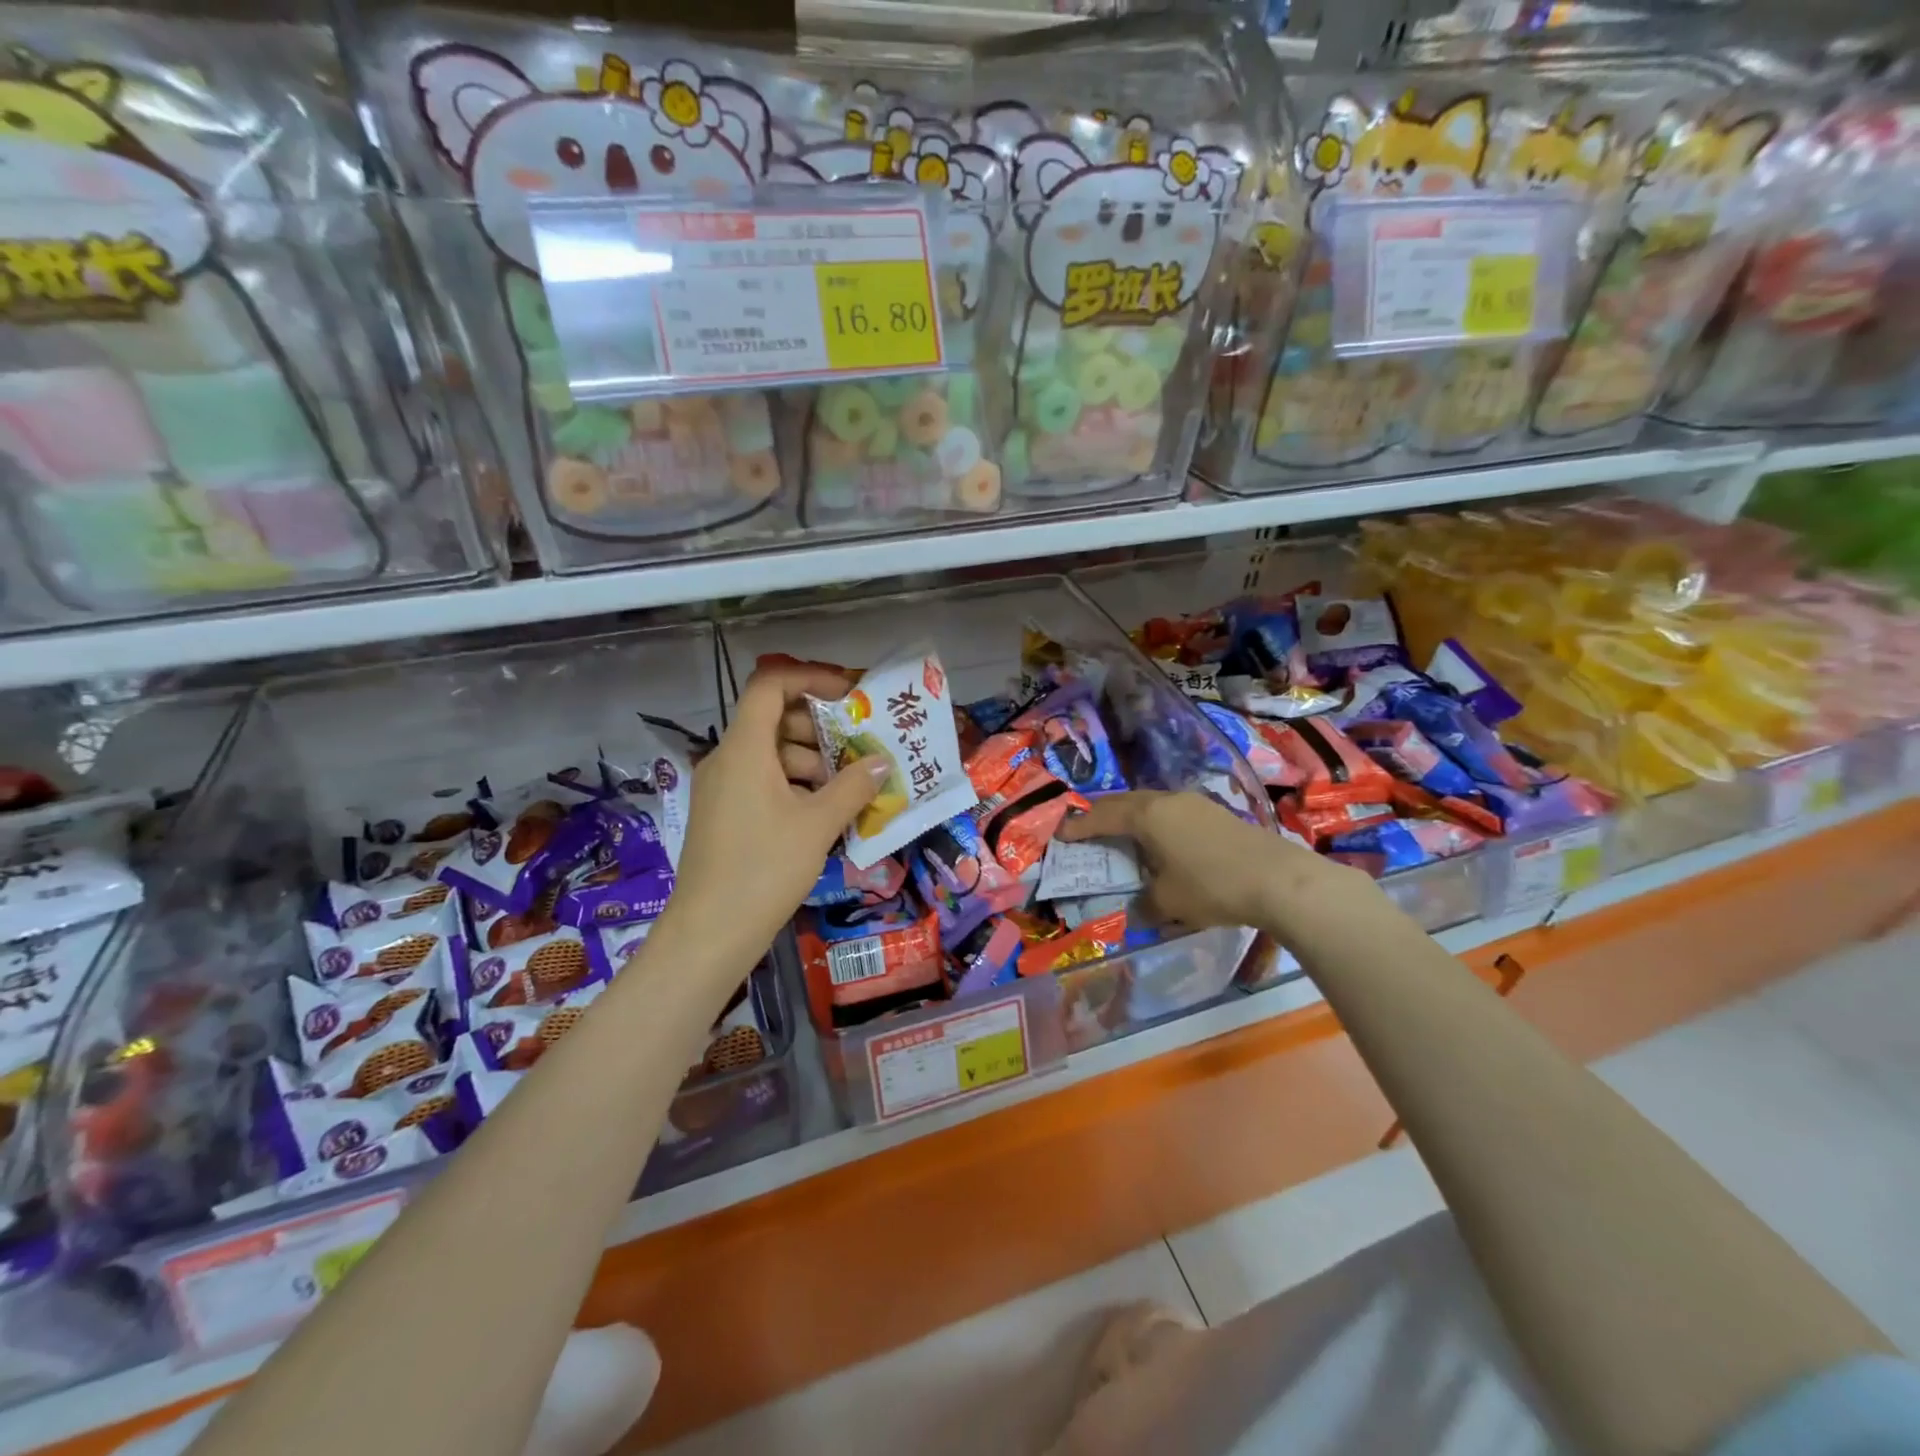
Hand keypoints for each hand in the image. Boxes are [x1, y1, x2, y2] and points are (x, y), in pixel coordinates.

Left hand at [656, 664, 882, 973]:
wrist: (709, 934)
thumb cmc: (764, 869)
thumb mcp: (817, 825)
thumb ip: (853, 786)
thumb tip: (881, 763)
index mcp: (744, 749)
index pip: (771, 685)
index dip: (810, 678)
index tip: (850, 694)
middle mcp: (727, 759)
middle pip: (775, 719)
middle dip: (821, 728)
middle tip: (862, 746)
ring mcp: (722, 788)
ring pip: (772, 754)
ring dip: (813, 761)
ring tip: (852, 785)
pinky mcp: (724, 814)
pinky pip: (763, 781)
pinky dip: (796, 785)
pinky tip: (826, 812)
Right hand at [1057, 791, 1348, 932]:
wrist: (1280, 880)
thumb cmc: (1212, 886)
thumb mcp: (1168, 902)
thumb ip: (1144, 903)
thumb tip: (1136, 909)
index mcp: (1147, 815)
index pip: (1103, 816)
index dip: (1079, 826)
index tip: (1060, 833)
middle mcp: (1167, 800)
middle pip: (1125, 802)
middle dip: (1102, 815)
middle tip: (1085, 829)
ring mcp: (1195, 803)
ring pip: (1151, 804)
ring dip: (1131, 817)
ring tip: (1120, 835)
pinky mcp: (1216, 813)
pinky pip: (1172, 812)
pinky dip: (1155, 824)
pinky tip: (1161, 842)